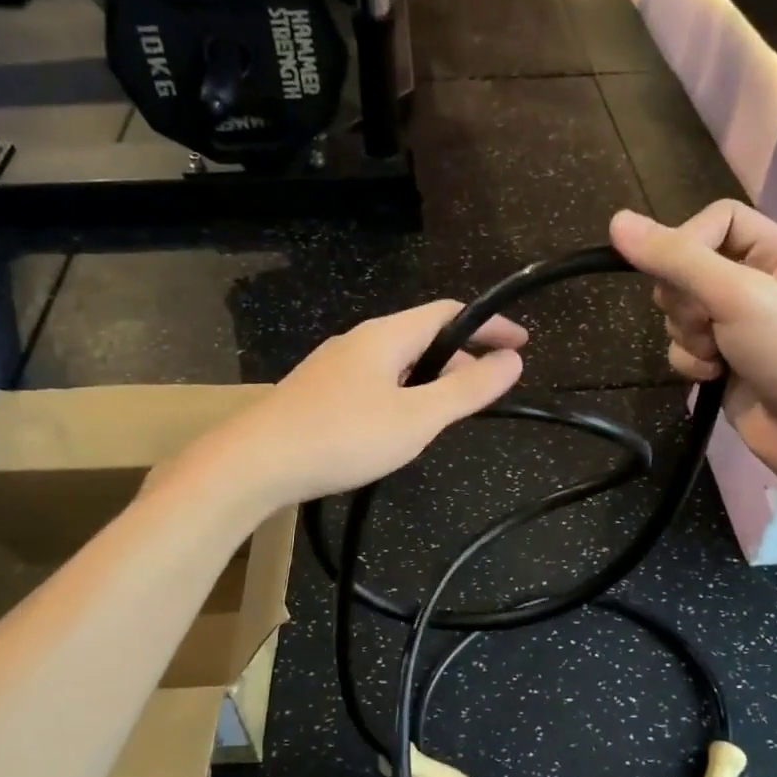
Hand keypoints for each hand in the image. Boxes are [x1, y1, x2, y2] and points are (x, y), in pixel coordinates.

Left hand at [221, 301, 525, 504]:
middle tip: (485, 392)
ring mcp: (333, 367)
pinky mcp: (317, 393)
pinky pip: (374, 383)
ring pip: (397, 363)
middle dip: (461, 358)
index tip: (521, 343)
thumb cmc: (343, 437)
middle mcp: (358, 341)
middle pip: (422, 336)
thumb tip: (512, 360)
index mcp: (385, 336)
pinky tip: (398, 428)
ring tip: (446, 415)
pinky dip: (402, 395)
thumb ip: (467, 390)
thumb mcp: (417, 418)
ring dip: (430, 380)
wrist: (255, 464)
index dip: (489, 324)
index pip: (449, 312)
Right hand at [609, 204, 776, 499]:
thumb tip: (616, 222)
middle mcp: (754, 283)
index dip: (687, 242)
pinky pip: (682, 348)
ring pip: (677, 313)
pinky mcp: (722, 364)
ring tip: (718, 356)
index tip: (678, 274)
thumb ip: (678, 260)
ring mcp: (736, 326)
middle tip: (707, 321)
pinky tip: (714, 378)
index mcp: (774, 252)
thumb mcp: (739, 296)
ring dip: (688, 336)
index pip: (714, 220)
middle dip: (684, 300)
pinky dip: (690, 363)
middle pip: (686, 268)